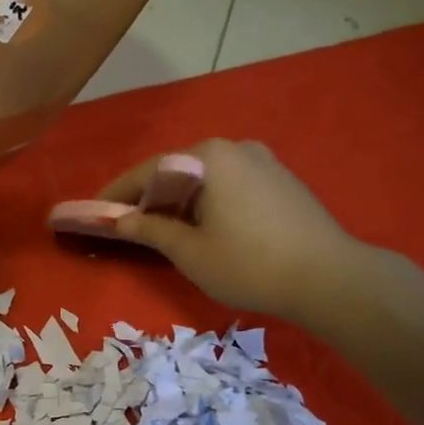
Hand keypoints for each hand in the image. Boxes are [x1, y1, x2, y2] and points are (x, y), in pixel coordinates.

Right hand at [99, 139, 367, 320]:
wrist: (328, 277)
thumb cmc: (248, 264)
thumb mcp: (189, 252)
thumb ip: (150, 230)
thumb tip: (119, 221)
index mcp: (208, 157)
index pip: (148, 171)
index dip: (117, 194)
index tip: (94, 211)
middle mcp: (234, 147)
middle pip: (177, 171)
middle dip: (149, 197)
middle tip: (127, 225)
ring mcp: (262, 160)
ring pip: (204, 177)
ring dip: (178, 200)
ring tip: (162, 230)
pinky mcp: (280, 178)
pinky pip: (229, 184)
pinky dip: (207, 201)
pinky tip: (203, 226)